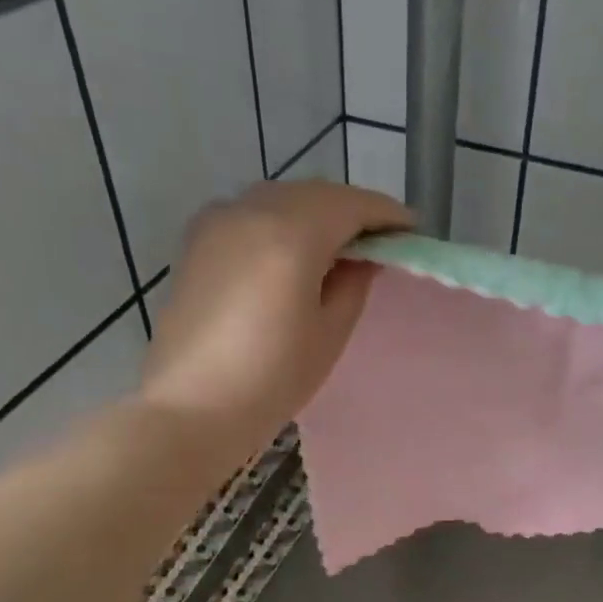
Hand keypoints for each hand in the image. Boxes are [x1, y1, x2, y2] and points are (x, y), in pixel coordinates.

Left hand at [141, 180, 411, 459]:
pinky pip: (252, 215)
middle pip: (314, 194)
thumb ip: (353, 283)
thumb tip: (361, 257)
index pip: (351, 204)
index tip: (411, 230)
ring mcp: (217, 222)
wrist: (192, 407)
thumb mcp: (329, 332)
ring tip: (339, 248)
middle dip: (351, 211)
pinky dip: (282, 223)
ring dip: (316, 214)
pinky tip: (293, 254)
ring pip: (281, 200)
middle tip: (379, 241)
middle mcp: (251, 211)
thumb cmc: (272, 378)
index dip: (385, 214)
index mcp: (291, 233)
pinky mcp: (197, 242)